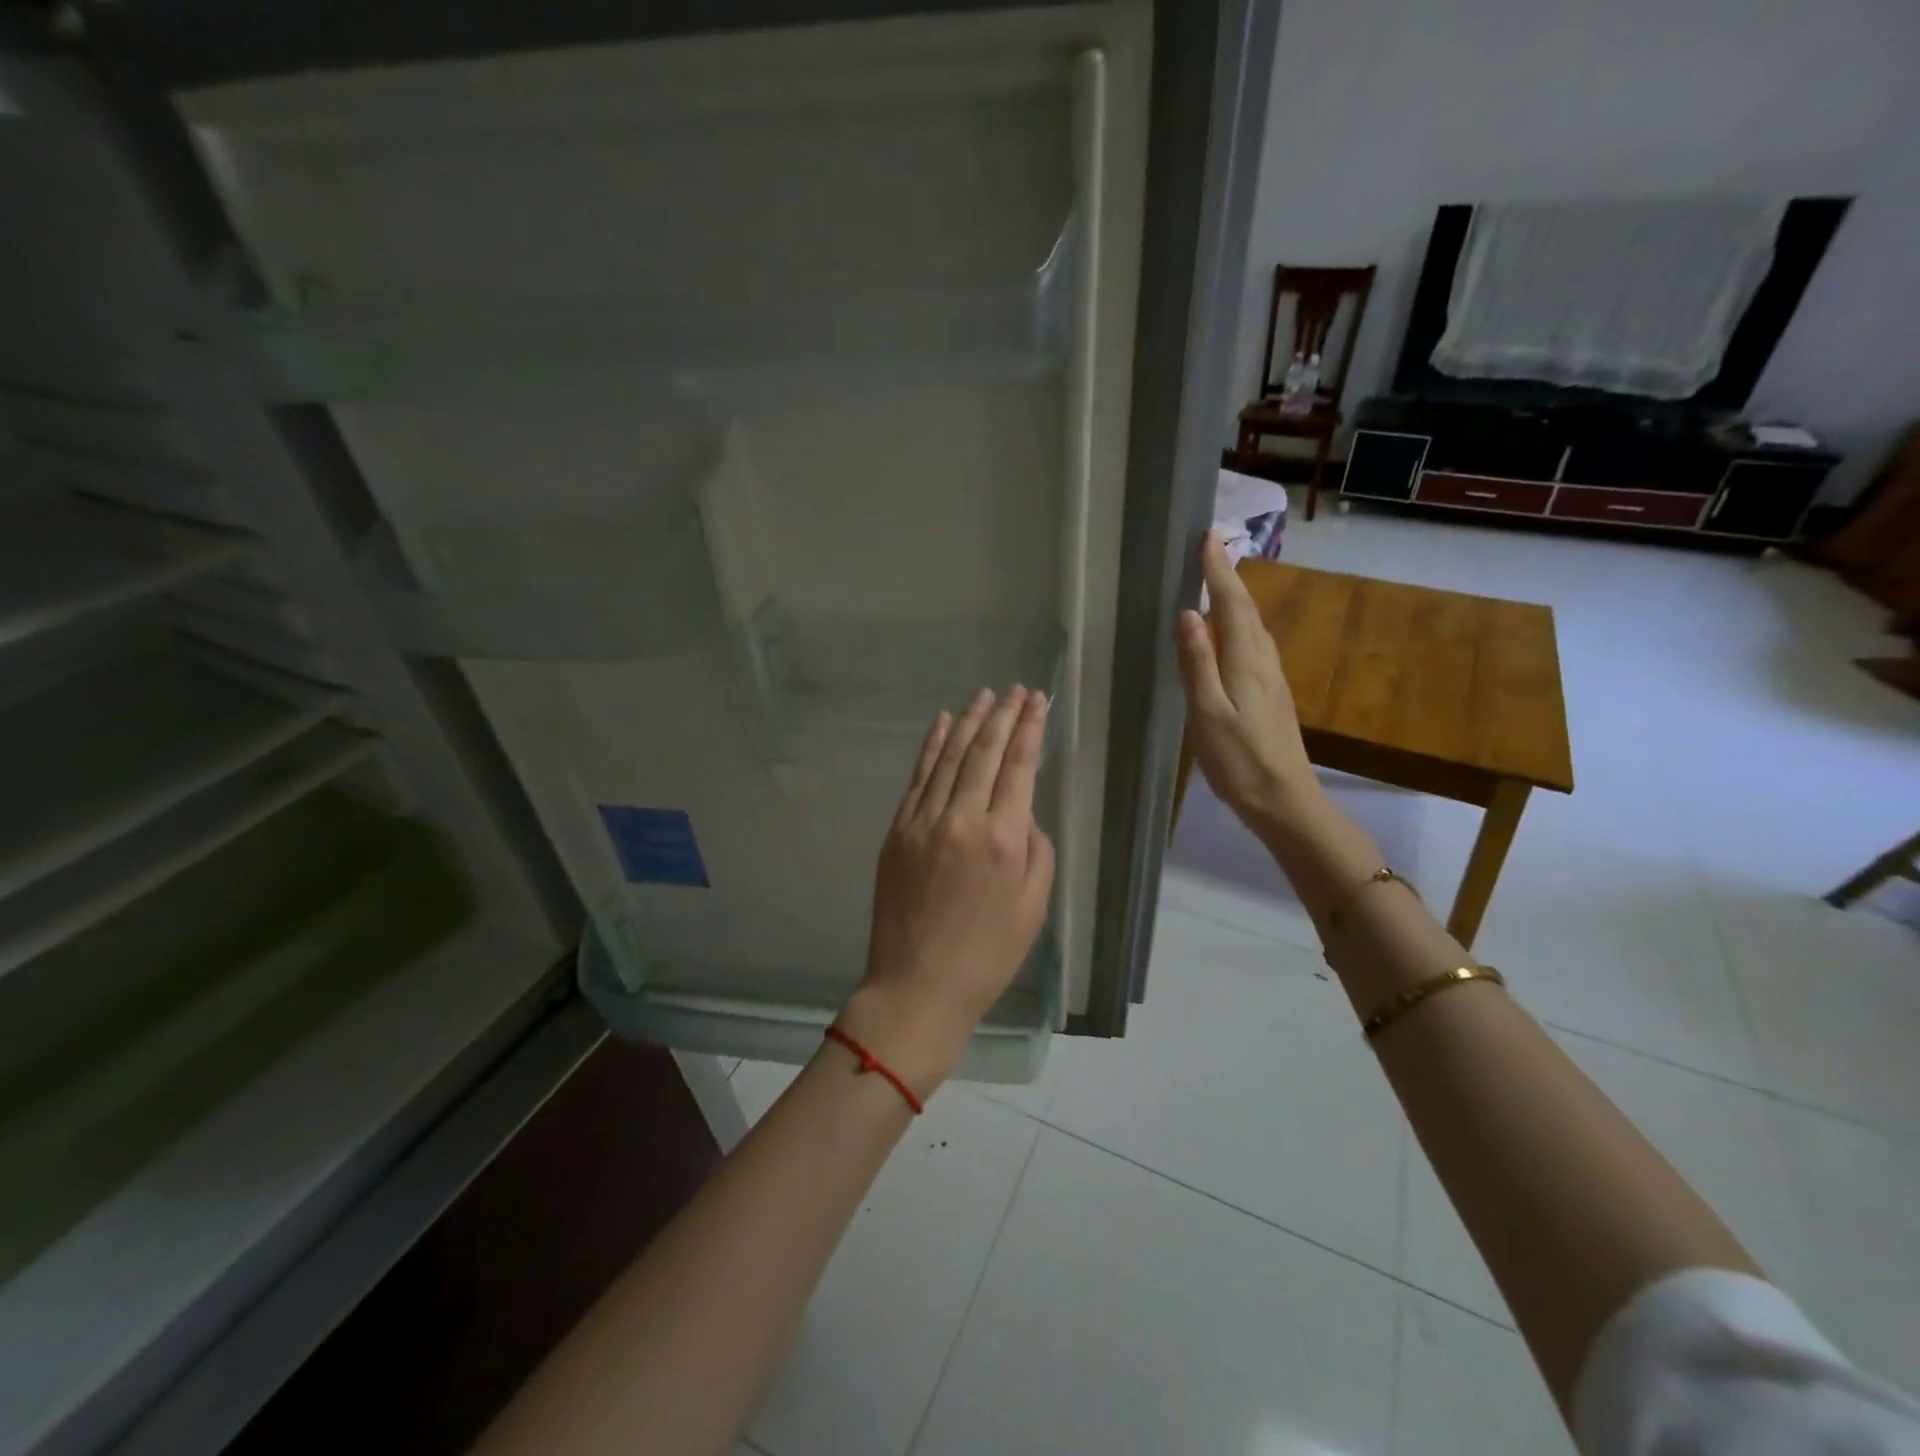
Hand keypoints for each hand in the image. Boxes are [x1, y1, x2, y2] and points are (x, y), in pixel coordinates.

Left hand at [842, 686, 1055, 1095]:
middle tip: (1015, 690)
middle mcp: (961, 819)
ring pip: (949, 757)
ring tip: (984, 696)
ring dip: (968, 722)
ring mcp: (923, 821)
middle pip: (984, 752)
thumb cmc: (987, 954)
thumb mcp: (1034, 907)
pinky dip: (931, 746)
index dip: (1030, 728)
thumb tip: (1022, 816)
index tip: (1037, 701)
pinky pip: (917, 777)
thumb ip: (1037, 851)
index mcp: (1004, 838)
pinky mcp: (897, 831)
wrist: (917, 985)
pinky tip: (942, 723)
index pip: (1019, 766)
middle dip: (1003, 715)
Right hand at [1176, 531, 1316, 830]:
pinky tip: (1232, 633)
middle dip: (1229, 576)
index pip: (1231, 604)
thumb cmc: (1239, 760)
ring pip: (1253, 626)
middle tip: (1211, 549)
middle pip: (1247, 610)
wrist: (1285, 800)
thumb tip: (1188, 614)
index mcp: (1246, 661)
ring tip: (1219, 580)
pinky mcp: (1271, 694)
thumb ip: (1197, 663)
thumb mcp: (1208, 713)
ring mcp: (1271, 678)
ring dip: (1237, 598)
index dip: (1218, 571)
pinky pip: (1254, 644)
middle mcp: (1263, 662)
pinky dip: (1240, 624)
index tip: (1208, 537)